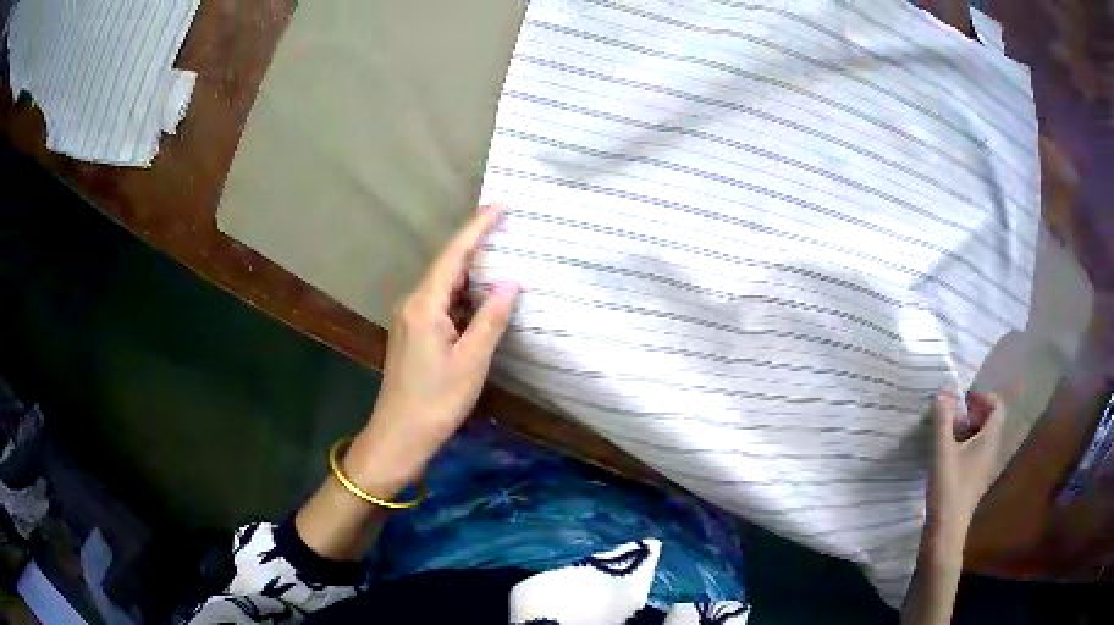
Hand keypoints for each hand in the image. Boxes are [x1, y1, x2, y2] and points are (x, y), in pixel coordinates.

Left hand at [345, 205, 518, 494]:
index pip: (454, 255)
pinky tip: (484, 298)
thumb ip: (491, 319)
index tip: (499, 205)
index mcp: (424, 305)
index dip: (477, 228)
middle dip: (477, 246)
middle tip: (509, 228)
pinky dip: (464, 297)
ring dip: (473, 273)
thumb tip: (511, 282)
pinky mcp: (413, 333)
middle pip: (448, 266)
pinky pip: (442, 304)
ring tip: (504, 257)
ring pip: (445, 286)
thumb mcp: (471, 361)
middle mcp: (413, 303)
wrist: (399, 434)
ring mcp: (410, 319)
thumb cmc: (436, 401)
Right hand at [924, 390, 1005, 560]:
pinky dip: (964, 446)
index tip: (963, 399)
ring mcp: (985, 467)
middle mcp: (992, 450)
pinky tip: (946, 457)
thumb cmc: (948, 487)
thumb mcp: (942, 451)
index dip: (982, 397)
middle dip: (971, 413)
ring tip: (945, 436)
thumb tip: (944, 392)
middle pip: (989, 420)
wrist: (946, 530)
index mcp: (990, 439)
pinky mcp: (976, 479)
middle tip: (951, 417)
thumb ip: (943, 420)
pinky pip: (976, 453)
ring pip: (981, 438)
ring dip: (966, 430)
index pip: (997, 406)